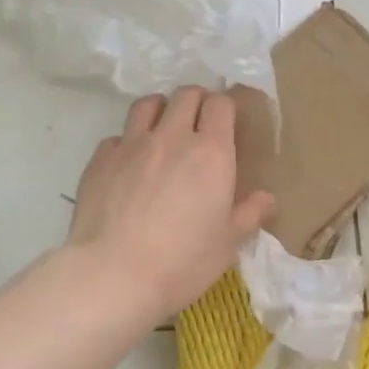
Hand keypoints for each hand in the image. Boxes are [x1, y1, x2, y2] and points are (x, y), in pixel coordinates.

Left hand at [68, 87, 273, 321]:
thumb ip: (249, 214)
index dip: (224, 107)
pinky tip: (127, 165)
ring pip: (148, 104)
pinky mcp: (101, 158)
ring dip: (160, 109)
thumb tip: (267, 197)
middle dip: (196, 101)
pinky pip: (117, 136)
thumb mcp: (227, 245)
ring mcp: (132, 144)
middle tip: (198, 122)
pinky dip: (126, 143)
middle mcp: (172, 136)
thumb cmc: (181, 262)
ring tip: (163, 129)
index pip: (220, 104)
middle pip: (186, 94)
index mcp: (211, 152)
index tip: (226, 121)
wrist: (112, 274)